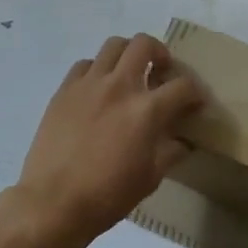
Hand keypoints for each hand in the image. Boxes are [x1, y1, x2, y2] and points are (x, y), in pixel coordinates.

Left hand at [1, 33, 203, 247]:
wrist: (53, 202)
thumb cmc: (107, 195)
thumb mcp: (150, 178)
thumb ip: (169, 152)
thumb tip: (182, 142)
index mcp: (146, 110)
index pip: (182, 86)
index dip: (195, 92)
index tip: (195, 102)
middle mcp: (119, 86)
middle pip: (145, 45)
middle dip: (160, 53)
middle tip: (161, 72)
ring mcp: (89, 84)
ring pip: (114, 45)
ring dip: (128, 54)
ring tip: (130, 73)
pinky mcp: (64, 90)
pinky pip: (85, 64)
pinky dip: (98, 70)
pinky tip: (98, 89)